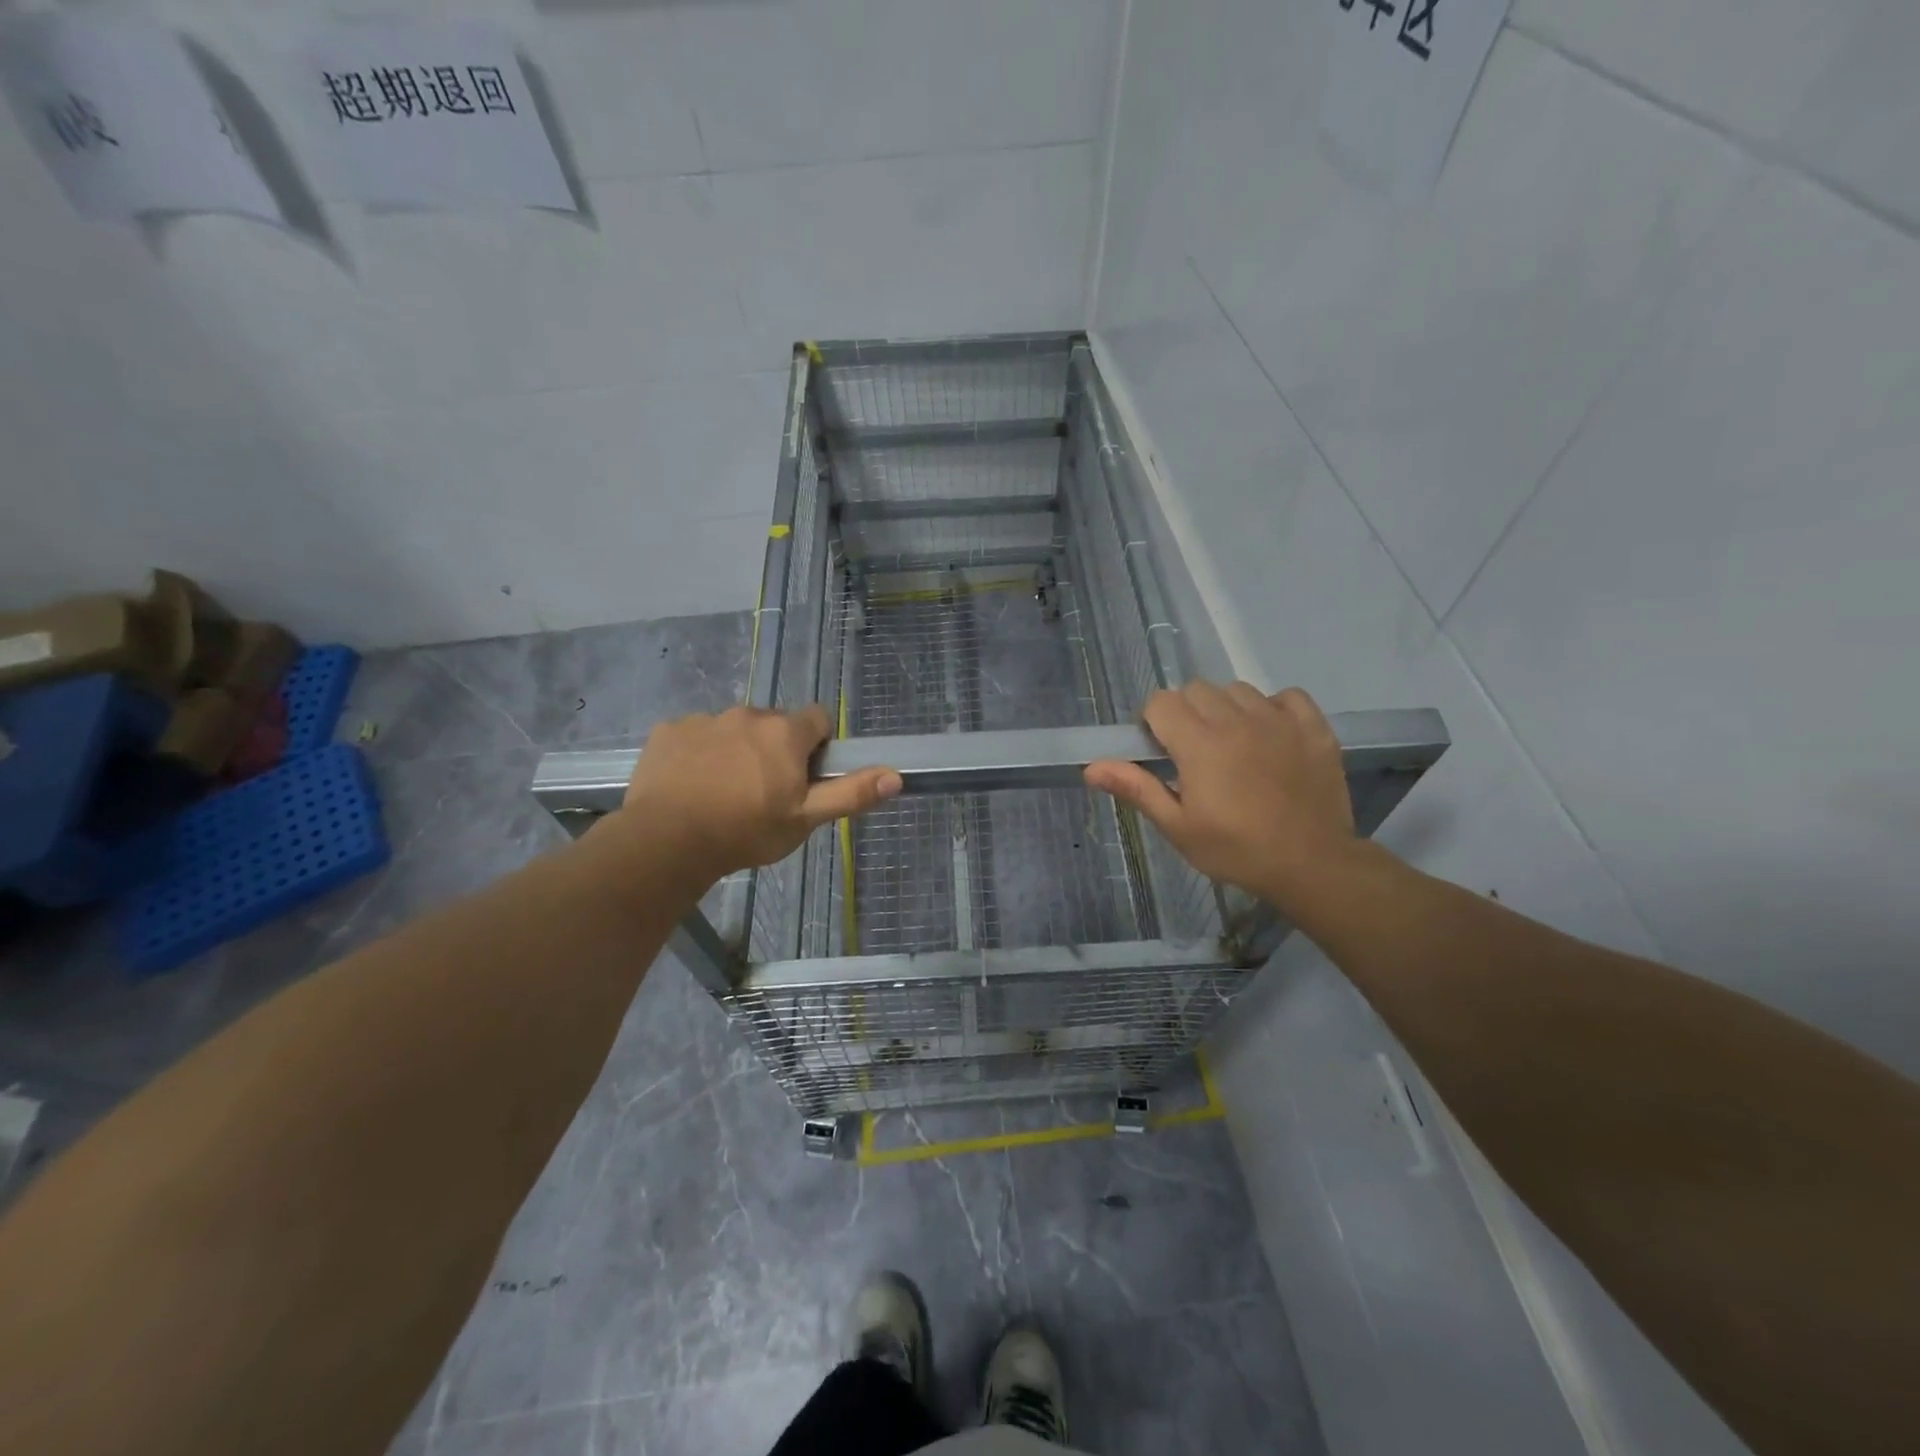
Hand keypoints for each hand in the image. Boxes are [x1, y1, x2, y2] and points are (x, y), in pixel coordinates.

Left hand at [617, 705, 900, 882]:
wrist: (666, 841)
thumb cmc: (745, 831)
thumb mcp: (805, 819)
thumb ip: (850, 793)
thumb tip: (896, 776)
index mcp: (784, 732)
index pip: (817, 719)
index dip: (816, 746)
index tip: (804, 776)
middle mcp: (747, 714)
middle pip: (773, 724)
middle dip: (774, 749)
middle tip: (764, 791)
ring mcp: (704, 720)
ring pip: (733, 730)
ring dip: (736, 750)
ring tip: (723, 793)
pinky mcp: (669, 730)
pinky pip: (695, 736)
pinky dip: (699, 754)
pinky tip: (690, 786)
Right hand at [1084, 682, 1355, 908]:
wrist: (1312, 864)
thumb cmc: (1236, 850)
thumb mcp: (1177, 827)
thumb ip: (1136, 788)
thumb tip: (1091, 768)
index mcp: (1199, 743)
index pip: (1161, 702)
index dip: (1153, 722)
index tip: (1161, 751)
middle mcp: (1236, 719)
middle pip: (1196, 690)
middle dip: (1186, 713)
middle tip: (1194, 753)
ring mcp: (1279, 719)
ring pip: (1238, 690)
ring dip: (1226, 709)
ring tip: (1233, 745)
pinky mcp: (1313, 726)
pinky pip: (1286, 696)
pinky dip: (1273, 708)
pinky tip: (1271, 736)